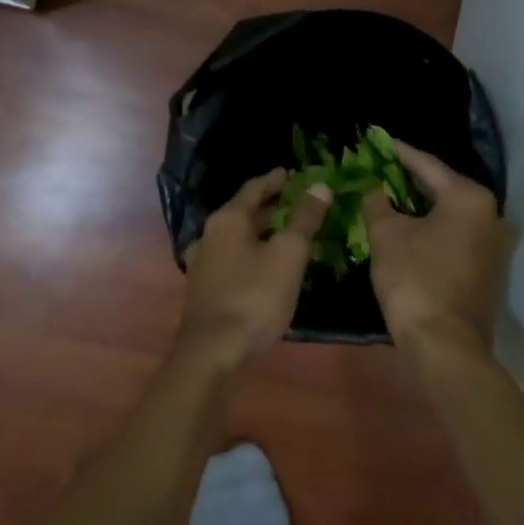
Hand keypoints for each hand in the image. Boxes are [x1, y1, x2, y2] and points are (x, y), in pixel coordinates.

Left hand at [177, 169, 329, 372]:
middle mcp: (210, 234)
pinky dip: (250, 254)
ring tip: (284, 234)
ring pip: (236, 238)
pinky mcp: (204, 288)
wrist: (213, 351)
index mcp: (228, 219)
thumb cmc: (254, 296)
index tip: (290, 174)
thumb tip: (319, 185)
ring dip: (259, 232)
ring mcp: (203, 263)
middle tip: (296, 202)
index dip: (274, 180)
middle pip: (243, 212)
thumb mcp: (288, 254)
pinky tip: (262, 266)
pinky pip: (231, 259)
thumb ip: (304, 219)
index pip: (253, 189)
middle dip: (269, 207)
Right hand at [363, 142, 512, 363]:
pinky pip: (459, 236)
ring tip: (393, 196)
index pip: (427, 165)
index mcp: (470, 198)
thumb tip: (372, 187)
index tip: (378, 140)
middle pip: (445, 188)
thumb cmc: (415, 281)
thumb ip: (377, 202)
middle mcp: (492, 215)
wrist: (446, 346)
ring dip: (424, 206)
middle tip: (382, 168)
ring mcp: (496, 246)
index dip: (399, 152)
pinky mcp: (492, 270)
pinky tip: (413, 229)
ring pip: (453, 214)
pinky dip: (436, 229)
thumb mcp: (386, 235)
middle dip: (412, 179)